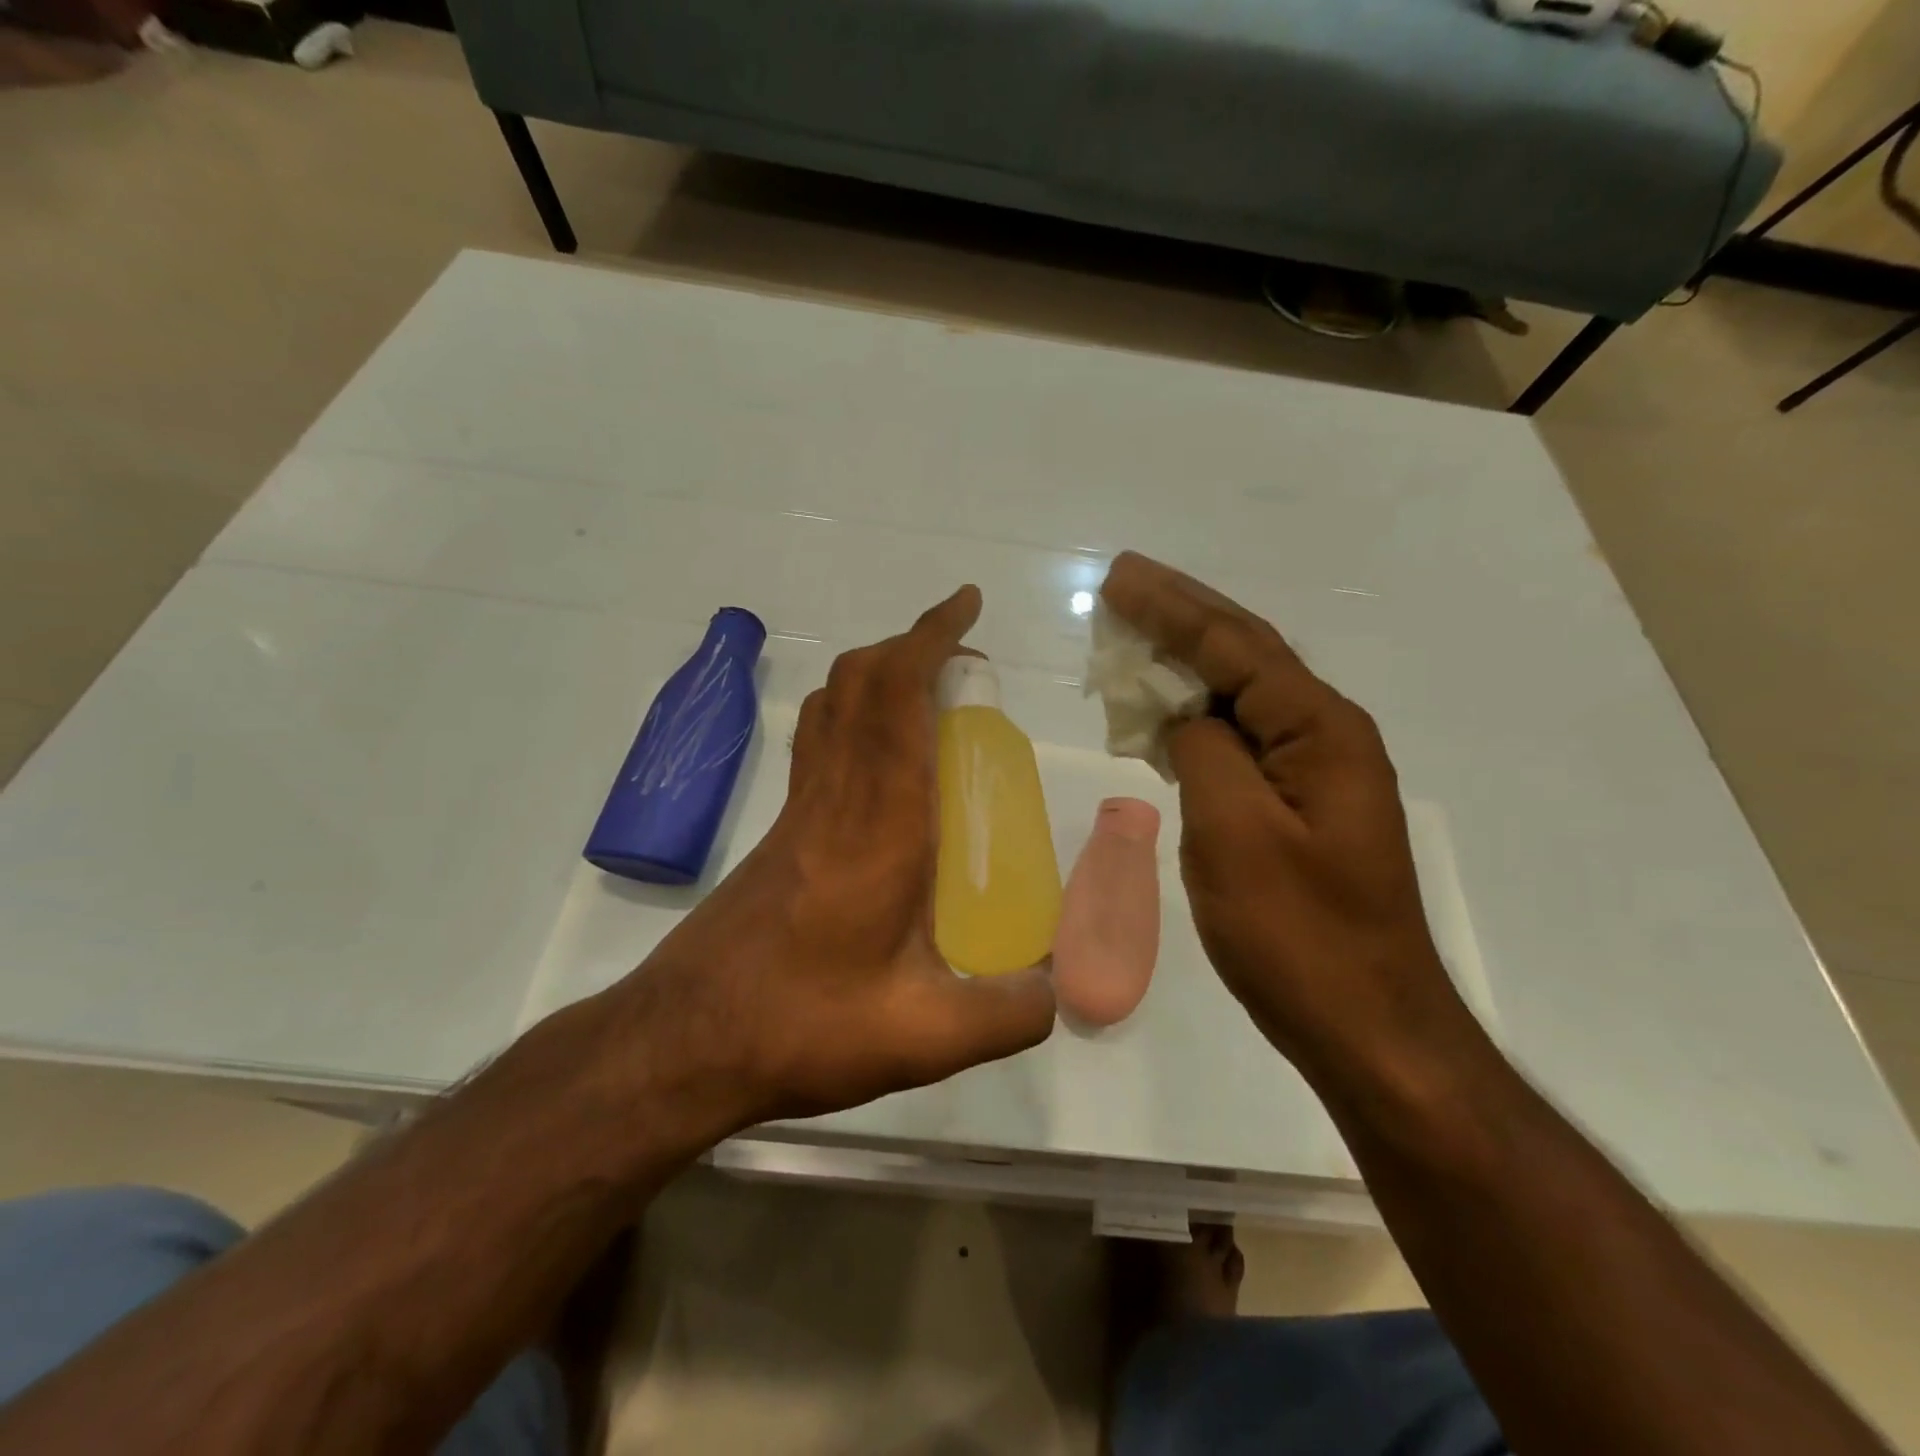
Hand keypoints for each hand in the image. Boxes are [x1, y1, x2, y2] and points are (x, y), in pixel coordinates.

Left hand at [606, 587, 1056, 1134]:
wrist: (682, 1043)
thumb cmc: (802, 1026)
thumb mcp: (924, 1036)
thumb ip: (1007, 1014)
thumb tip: (1055, 990)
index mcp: (879, 823)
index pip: (897, 697)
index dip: (930, 638)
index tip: (966, 607)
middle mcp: (834, 798)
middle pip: (858, 682)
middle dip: (910, 645)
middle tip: (963, 661)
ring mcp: (798, 812)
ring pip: (831, 706)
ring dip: (877, 675)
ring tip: (928, 695)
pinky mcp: (780, 834)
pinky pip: (818, 743)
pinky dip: (853, 716)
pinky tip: (883, 767)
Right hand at [1100, 552, 1473, 1080]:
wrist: (1365, 1025)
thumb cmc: (1297, 934)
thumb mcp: (1235, 833)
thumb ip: (1204, 751)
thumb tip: (1184, 717)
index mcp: (1319, 731)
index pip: (1236, 646)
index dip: (1172, 608)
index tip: (1118, 578)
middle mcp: (1325, 736)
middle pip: (1245, 655)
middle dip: (1181, 616)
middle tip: (1123, 584)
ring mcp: (1314, 774)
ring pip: (1240, 697)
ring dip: (1185, 664)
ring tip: (1131, 635)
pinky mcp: (1297, 807)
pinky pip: (1239, 741)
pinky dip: (1193, 719)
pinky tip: (1161, 715)